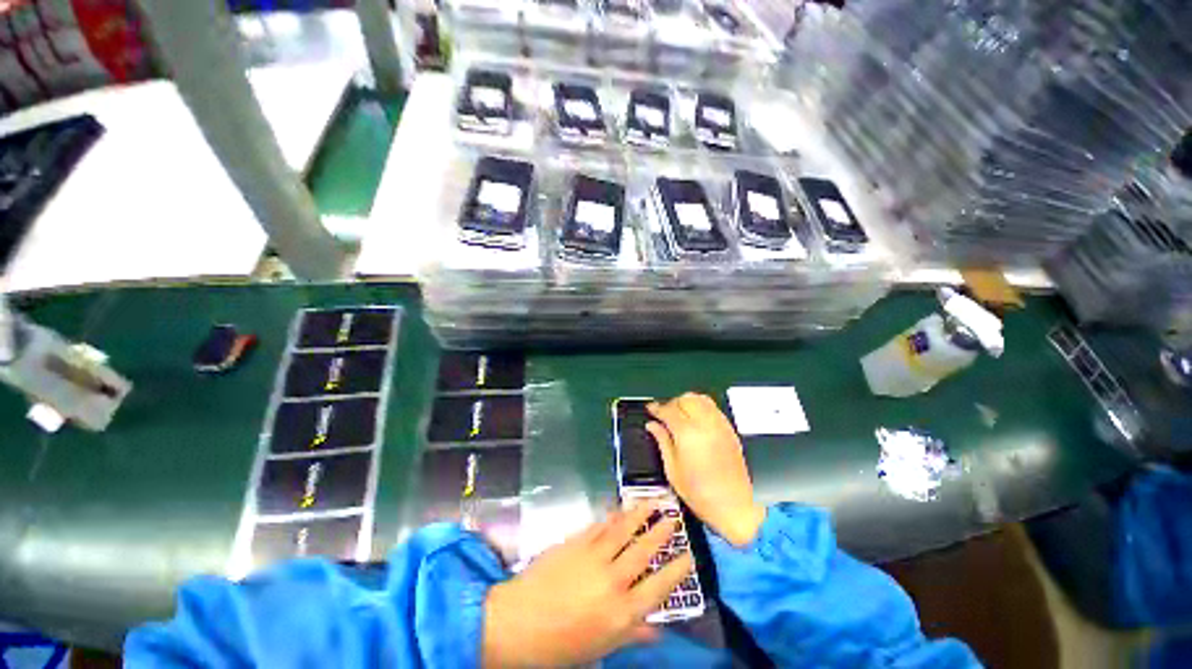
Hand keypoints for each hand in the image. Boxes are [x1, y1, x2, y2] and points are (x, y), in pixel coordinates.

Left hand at [482, 504, 693, 666]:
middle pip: (644, 551)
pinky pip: (599, 526)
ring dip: (639, 514)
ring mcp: (593, 557)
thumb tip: (658, 628)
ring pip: (623, 530)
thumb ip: (631, 634)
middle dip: (661, 532)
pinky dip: (612, 517)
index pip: (659, 587)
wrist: (518, 622)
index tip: (690, 556)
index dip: (677, 570)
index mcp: (621, 612)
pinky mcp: (576, 542)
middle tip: (674, 517)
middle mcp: (613, 580)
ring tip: (653, 501)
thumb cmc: (561, 644)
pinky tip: (620, 510)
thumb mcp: (600, 647)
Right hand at [647, 393, 765, 546]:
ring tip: (679, 414)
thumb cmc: (700, 493)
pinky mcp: (729, 429)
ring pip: (700, 398)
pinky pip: (712, 407)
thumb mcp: (673, 470)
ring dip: (687, 402)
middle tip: (664, 414)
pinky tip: (695, 419)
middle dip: (671, 403)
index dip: (656, 408)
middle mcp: (705, 424)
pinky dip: (701, 406)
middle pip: (685, 399)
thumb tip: (652, 425)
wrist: (735, 506)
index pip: (668, 410)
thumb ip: (662, 442)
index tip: (650, 409)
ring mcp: (720, 425)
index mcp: (687, 434)